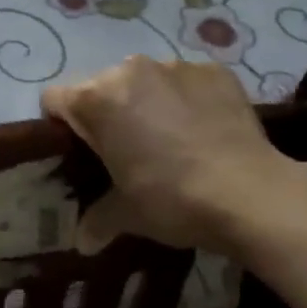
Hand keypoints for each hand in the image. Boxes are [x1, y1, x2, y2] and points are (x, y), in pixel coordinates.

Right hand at [43, 57, 296, 255]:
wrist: (251, 193)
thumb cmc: (173, 200)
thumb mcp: (127, 215)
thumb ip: (97, 219)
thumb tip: (83, 241)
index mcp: (97, 99)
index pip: (54, 99)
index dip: (60, 125)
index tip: (79, 151)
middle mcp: (130, 70)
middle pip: (101, 87)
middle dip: (107, 113)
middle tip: (126, 151)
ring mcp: (175, 66)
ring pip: (145, 80)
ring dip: (147, 102)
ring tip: (170, 139)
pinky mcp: (214, 70)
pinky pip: (187, 81)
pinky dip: (187, 99)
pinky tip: (203, 130)